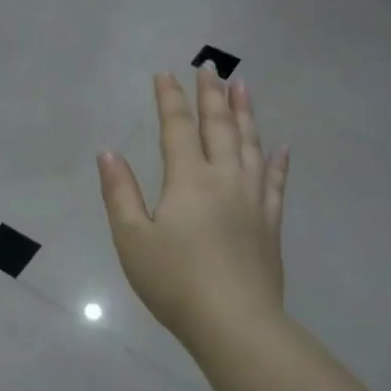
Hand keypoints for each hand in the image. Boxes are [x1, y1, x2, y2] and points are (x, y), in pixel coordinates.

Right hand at [98, 68, 290, 345]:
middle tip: (210, 67)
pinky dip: (278, 161)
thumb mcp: (132, 239)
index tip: (165, 73)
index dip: (170, 99)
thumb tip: (108, 152)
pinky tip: (281, 147)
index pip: (177, 128)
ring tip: (244, 86)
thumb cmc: (175, 282)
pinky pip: (277, 182)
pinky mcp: (270, 223)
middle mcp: (225, 179)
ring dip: (246, 113)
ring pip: (252, 145)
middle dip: (211, 95)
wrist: (235, 323)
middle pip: (219, 127)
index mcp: (188, 180)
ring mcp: (253, 200)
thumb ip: (120, 192)